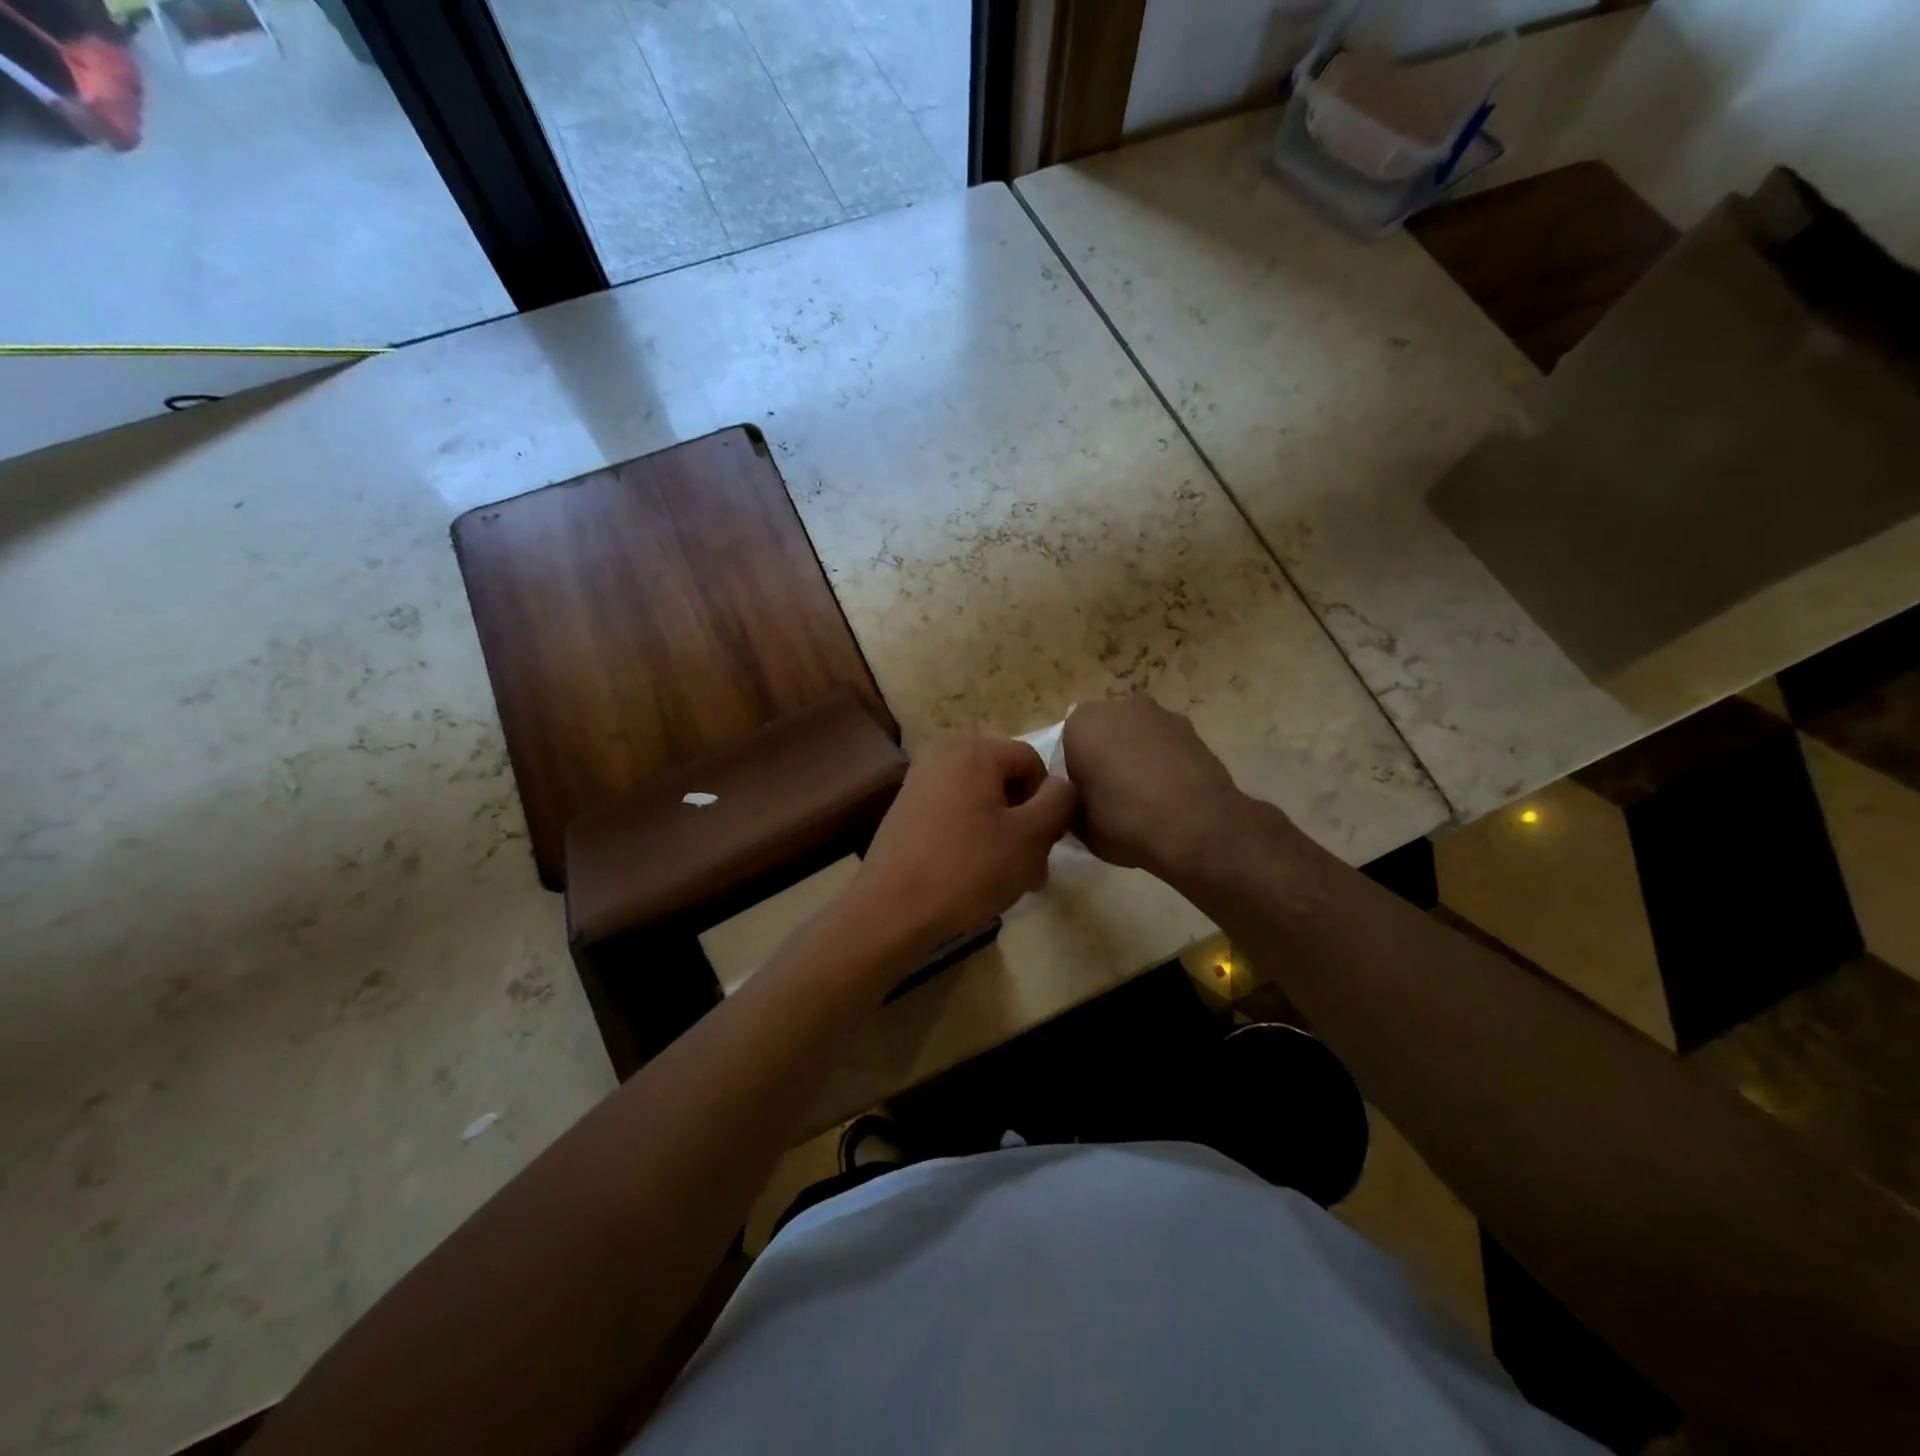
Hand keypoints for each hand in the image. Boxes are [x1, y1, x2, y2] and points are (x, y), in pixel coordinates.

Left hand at [852, 735, 1077, 957]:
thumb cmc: (968, 869)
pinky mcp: (905, 814)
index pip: (1032, 762)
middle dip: (1025, 822)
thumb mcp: (1030, 837)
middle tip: (1031, 867)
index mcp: (973, 752)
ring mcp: (918, 785)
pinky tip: (973, 879)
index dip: (1048, 801)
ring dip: (1002, 837)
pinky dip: (971, 841)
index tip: (1044, 843)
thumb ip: (1058, 802)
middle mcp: (942, 757)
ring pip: (981, 804)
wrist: (891, 911)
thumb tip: (1061, 786)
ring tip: (1006, 881)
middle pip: (1005, 782)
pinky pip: (954, 817)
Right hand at [1060, 694, 1252, 880]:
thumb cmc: (1125, 822)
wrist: (1199, 827)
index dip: (1072, 772)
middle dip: (1103, 755)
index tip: (1081, 797)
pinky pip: (1164, 743)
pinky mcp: (1190, 728)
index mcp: (1080, 724)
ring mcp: (1159, 714)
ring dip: (1134, 755)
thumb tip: (1074, 802)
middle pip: (1102, 731)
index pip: (1064, 745)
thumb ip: (1069, 804)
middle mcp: (1117, 706)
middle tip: (1109, 794)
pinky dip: (1163, 761)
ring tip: (1144, 795)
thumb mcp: (1079, 825)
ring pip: (1135, 734)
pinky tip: (1170, 792)